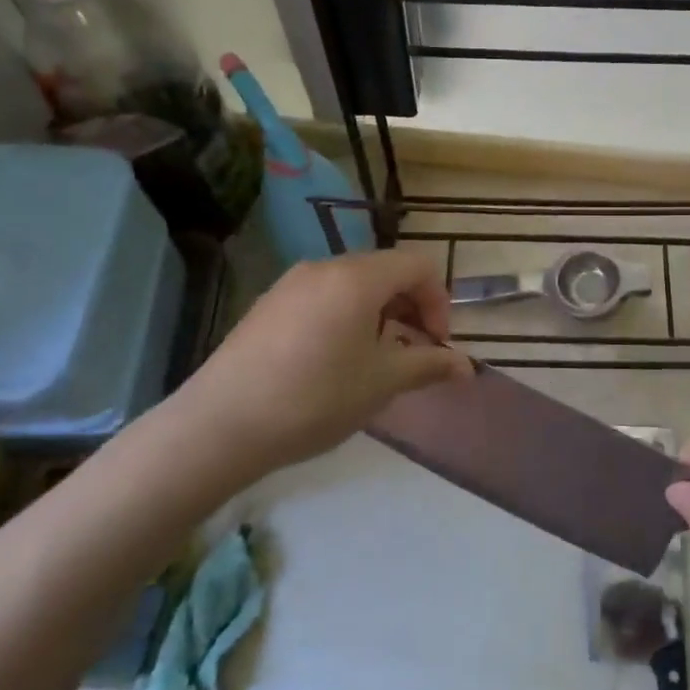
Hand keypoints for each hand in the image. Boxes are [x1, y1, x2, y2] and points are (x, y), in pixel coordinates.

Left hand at [176, 250, 470, 477]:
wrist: (221, 424)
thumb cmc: (315, 398)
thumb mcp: (381, 383)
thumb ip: (429, 366)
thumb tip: (467, 367)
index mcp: (357, 277)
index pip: (418, 265)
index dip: (439, 302)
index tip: (435, 345)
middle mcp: (324, 267)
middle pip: (386, 271)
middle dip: (411, 308)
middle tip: (412, 354)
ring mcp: (290, 284)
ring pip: (353, 285)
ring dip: (380, 315)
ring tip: (375, 362)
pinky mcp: (268, 305)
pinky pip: (323, 297)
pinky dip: (346, 318)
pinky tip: (334, 362)